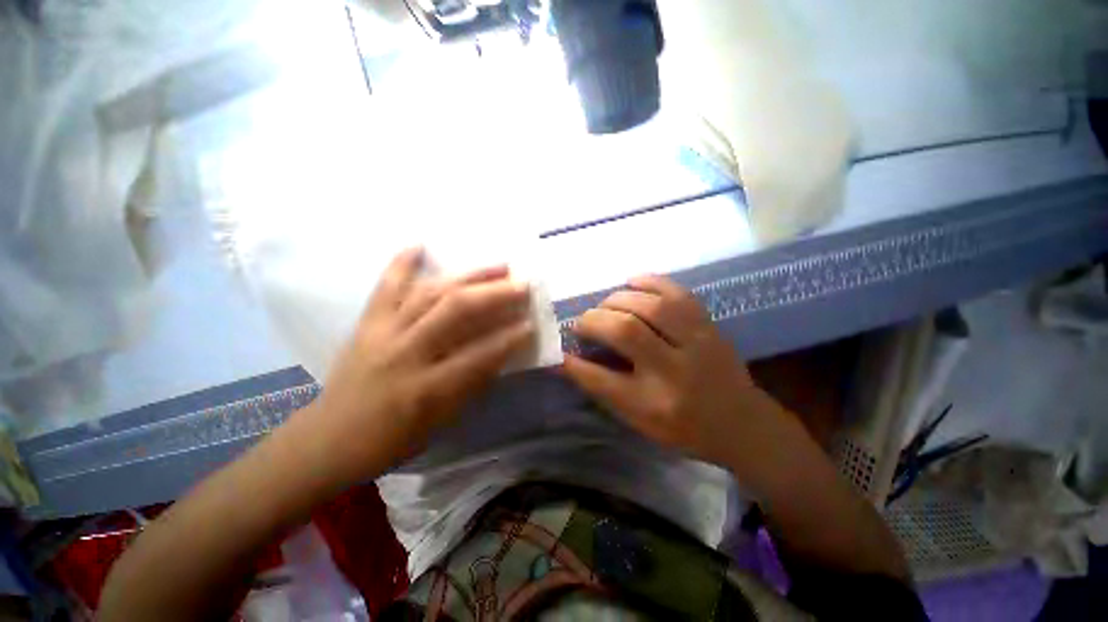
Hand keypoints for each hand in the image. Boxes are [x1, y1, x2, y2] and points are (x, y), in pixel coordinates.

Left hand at [306, 247, 534, 484]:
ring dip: (467, 276)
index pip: (479, 356)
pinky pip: (384, 288)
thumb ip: (471, 385)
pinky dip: (400, 264)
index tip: (531, 324)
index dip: (509, 339)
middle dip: (494, 294)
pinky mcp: (365, 324)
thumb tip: (501, 354)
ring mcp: (381, 333)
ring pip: (429, 293)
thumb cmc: (391, 440)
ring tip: (497, 265)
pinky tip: (418, 245)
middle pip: (454, 311)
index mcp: (425, 389)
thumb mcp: (440, 423)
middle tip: (521, 284)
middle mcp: (404, 353)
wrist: (327, 440)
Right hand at [563, 275, 781, 467]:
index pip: (603, 380)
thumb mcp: (640, 422)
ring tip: (605, 307)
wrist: (742, 422)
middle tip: (583, 323)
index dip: (574, 364)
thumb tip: (569, 361)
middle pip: (627, 331)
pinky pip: (676, 291)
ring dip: (617, 300)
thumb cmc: (685, 428)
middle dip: (594, 320)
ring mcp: (696, 342)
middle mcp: (675, 371)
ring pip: (650, 306)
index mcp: (655, 405)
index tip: (558, 351)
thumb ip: (604, 389)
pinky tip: (631, 284)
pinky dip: (648, 282)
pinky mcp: (708, 324)